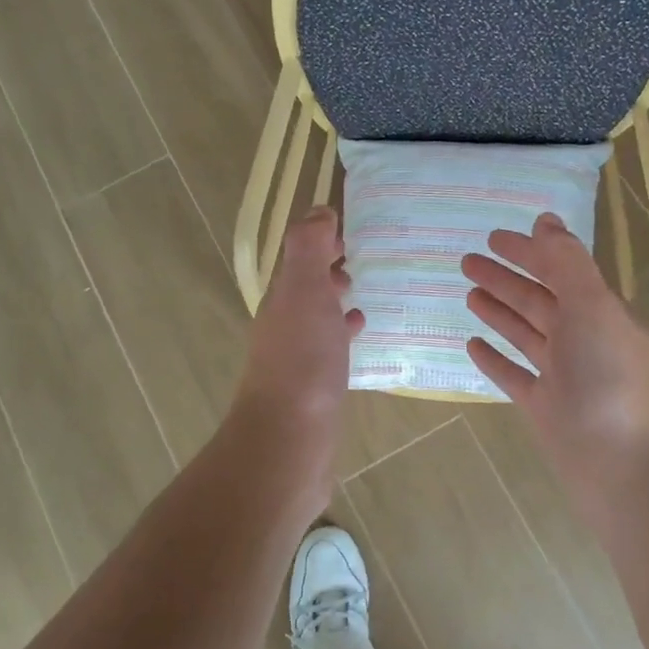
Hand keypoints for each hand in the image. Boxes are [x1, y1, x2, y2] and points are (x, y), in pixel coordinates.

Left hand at [230, 207, 363, 495]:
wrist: (290, 438)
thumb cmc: (302, 360)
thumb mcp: (305, 291)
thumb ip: (309, 248)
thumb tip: (318, 210)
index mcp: (282, 298)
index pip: (300, 258)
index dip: (322, 241)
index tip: (352, 232)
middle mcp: (283, 325)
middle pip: (306, 288)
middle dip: (329, 271)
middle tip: (363, 262)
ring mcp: (296, 359)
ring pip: (317, 318)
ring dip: (336, 303)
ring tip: (366, 297)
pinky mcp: (312, 388)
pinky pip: (328, 349)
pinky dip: (343, 335)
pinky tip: (361, 340)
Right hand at [463, 214, 648, 505]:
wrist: (624, 467)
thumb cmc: (609, 380)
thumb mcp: (593, 308)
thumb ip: (567, 263)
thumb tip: (545, 220)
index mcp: (599, 312)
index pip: (560, 271)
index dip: (528, 252)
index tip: (493, 237)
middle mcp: (582, 339)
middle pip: (538, 300)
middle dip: (505, 278)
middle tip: (467, 261)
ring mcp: (562, 375)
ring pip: (524, 334)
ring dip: (498, 311)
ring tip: (468, 294)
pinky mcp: (544, 407)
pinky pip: (513, 374)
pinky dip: (494, 358)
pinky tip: (472, 344)